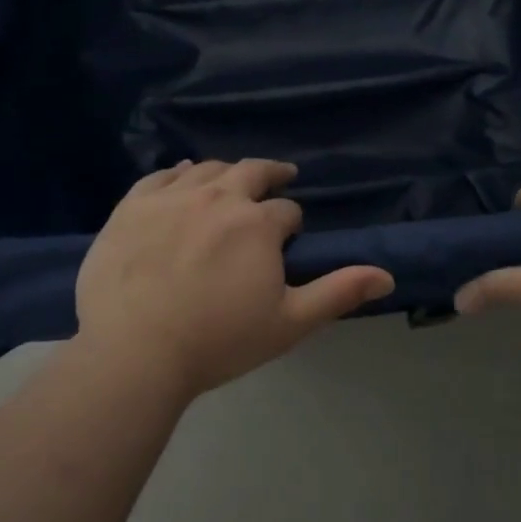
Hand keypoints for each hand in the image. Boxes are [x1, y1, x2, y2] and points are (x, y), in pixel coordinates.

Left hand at [75, 159, 394, 395]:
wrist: (134, 352)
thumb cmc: (218, 341)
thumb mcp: (289, 323)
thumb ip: (338, 293)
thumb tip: (387, 275)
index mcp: (258, 223)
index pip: (286, 210)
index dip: (291, 222)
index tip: (288, 237)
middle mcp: (218, 197)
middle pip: (251, 172)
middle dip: (270, 174)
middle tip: (279, 177)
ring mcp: (171, 197)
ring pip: (208, 170)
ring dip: (227, 172)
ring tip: (232, 180)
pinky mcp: (133, 205)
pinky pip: (161, 175)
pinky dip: (179, 172)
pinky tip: (183, 175)